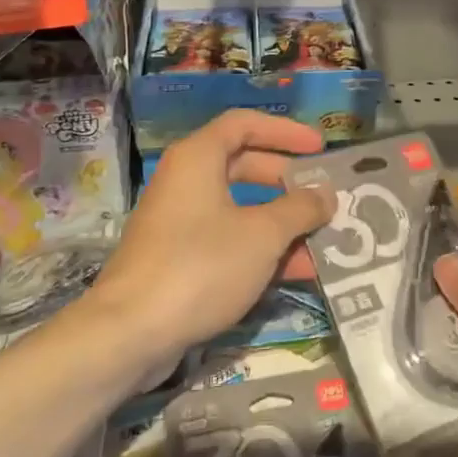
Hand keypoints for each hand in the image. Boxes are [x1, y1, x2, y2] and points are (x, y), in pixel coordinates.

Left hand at [89, 111, 332, 376]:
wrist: (131, 332)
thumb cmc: (201, 265)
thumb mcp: (263, 234)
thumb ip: (300, 209)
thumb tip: (325, 194)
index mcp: (198, 158)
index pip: (244, 124)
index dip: (285, 131)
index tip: (319, 147)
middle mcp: (185, 181)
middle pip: (243, 165)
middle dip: (287, 181)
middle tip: (322, 194)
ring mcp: (178, 222)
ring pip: (239, 208)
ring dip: (280, 222)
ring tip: (322, 239)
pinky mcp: (177, 259)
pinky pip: (227, 240)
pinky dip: (259, 249)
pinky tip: (296, 272)